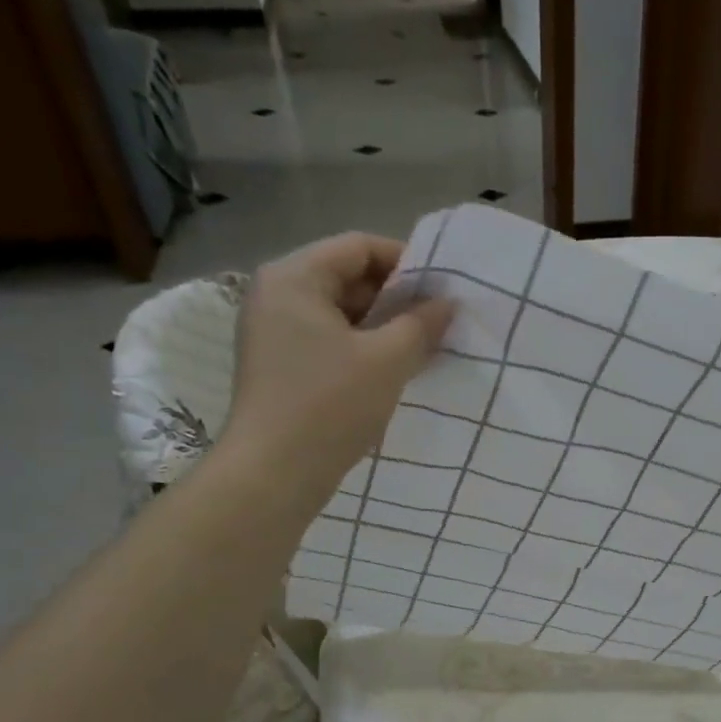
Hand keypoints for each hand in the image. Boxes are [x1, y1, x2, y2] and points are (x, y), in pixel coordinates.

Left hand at [221, 233, 453, 477]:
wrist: (273, 474)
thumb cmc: (330, 405)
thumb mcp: (387, 360)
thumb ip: (422, 324)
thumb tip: (447, 303)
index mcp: (294, 278)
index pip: (358, 247)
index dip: (406, 261)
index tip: (443, 288)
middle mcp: (277, 294)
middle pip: (347, 276)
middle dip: (397, 296)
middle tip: (439, 320)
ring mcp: (274, 331)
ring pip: (341, 312)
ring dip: (384, 325)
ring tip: (425, 345)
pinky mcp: (280, 364)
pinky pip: (330, 339)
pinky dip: (364, 347)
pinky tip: (396, 368)